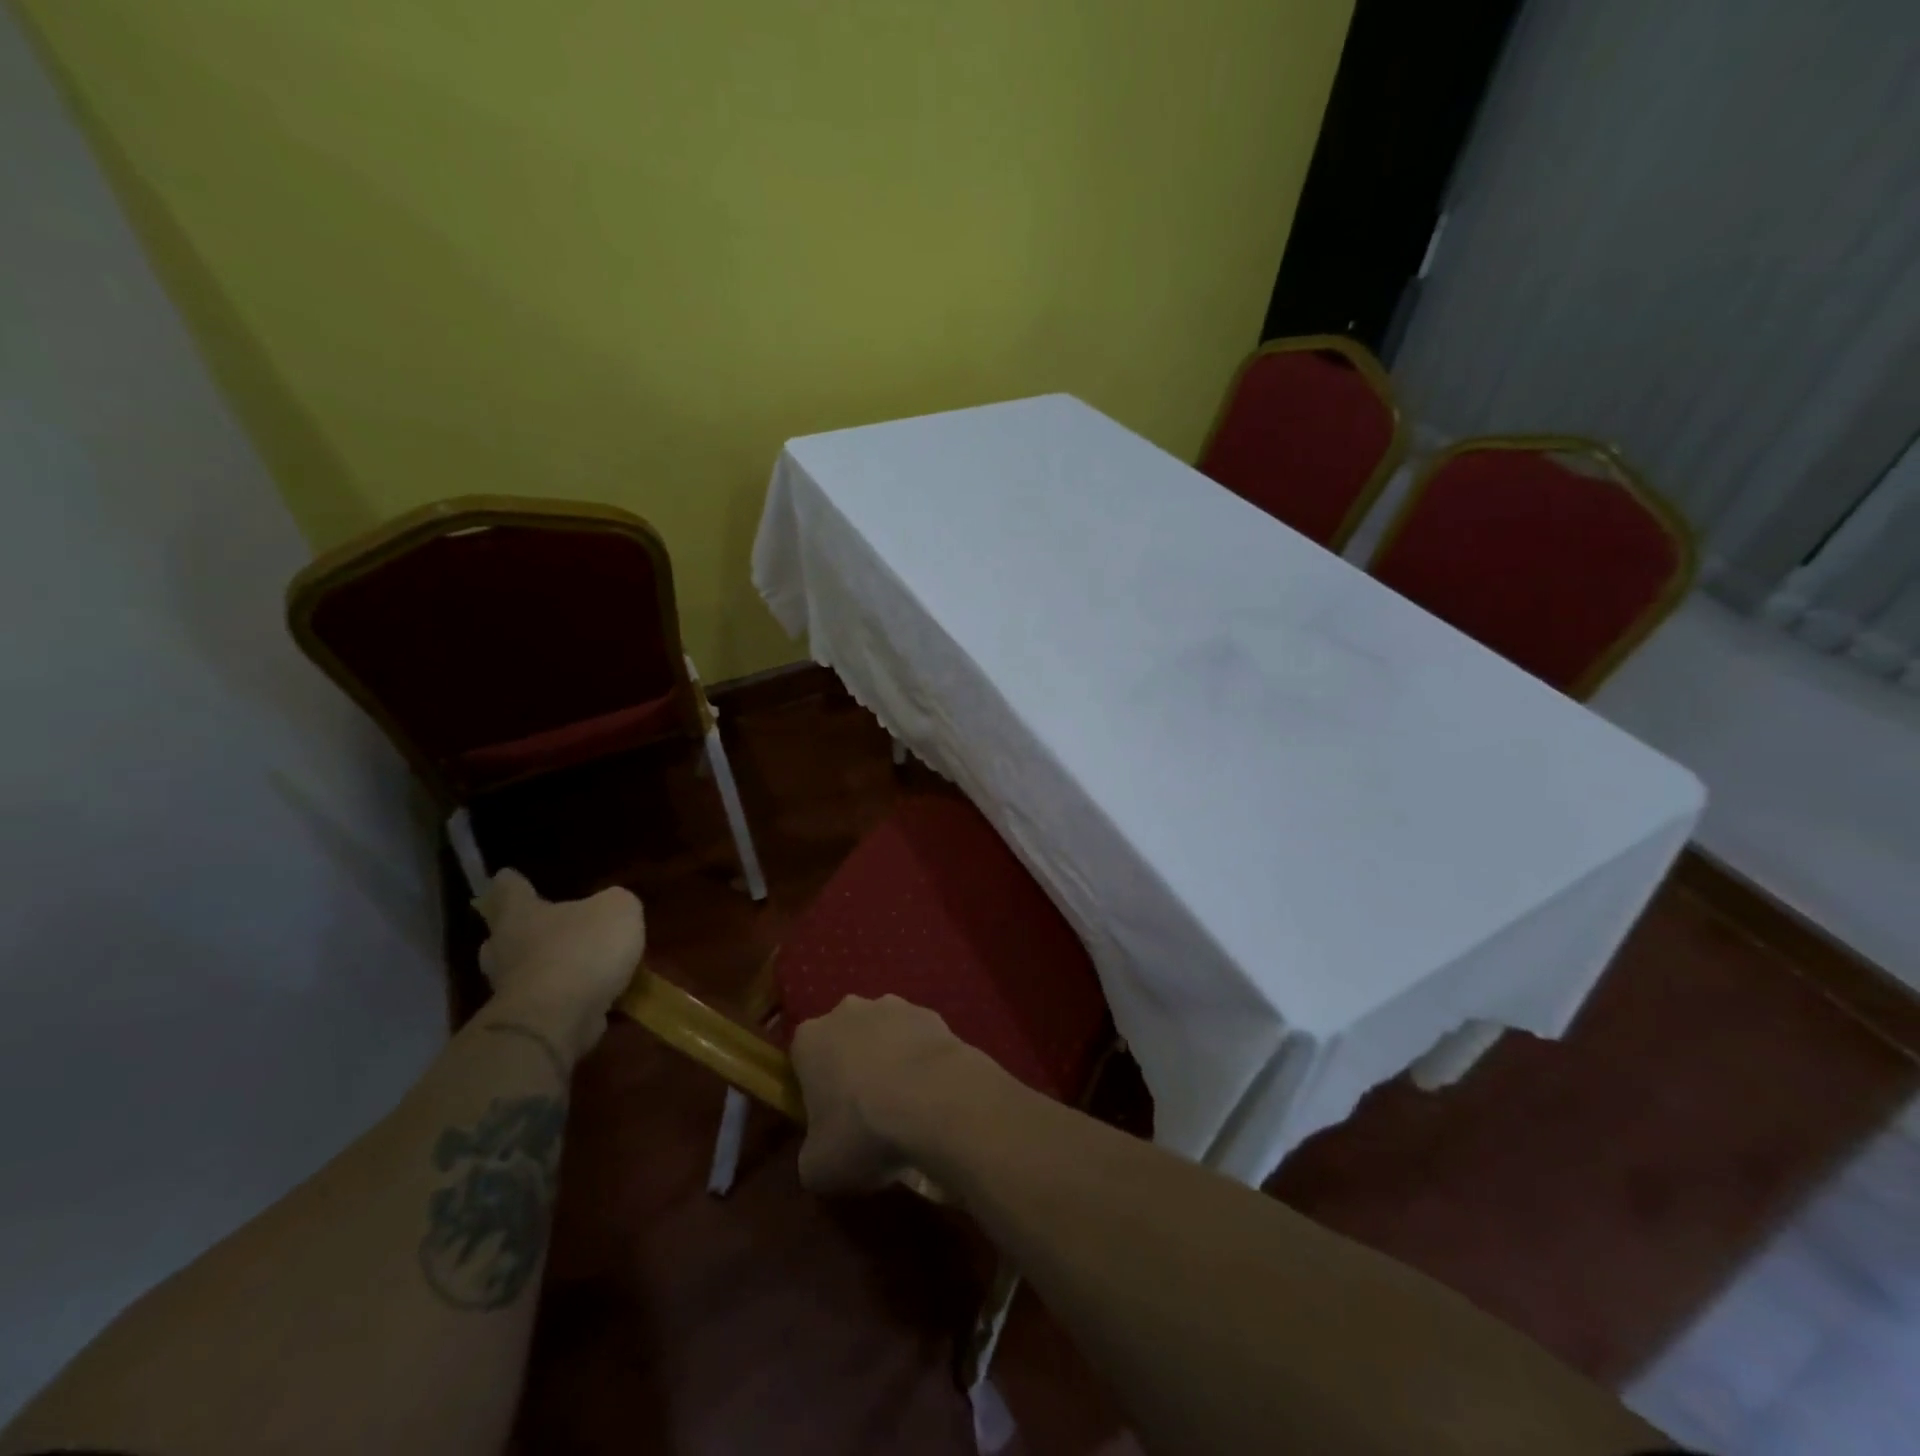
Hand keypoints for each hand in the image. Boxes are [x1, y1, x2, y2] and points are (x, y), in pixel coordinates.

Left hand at [474, 869, 645, 1060]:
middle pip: (502, 934)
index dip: (511, 881)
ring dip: (540, 967)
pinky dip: (560, 996)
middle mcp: (505, 949)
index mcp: (520, 914)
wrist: (557, 1021)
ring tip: (571, 964)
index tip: (507, 875)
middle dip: (518, 929)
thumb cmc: (582, 950)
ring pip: (519, 970)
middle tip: (539, 924)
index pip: (509, 889)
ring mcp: (509, 989)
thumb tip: (610, 907)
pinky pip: (543, 1001)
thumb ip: (615, 903)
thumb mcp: (618, 910)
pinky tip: (585, 995)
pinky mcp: (523, 1022)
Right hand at [789, 994, 986, 1193]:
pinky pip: (918, 1038)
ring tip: (906, 1105)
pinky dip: (921, 1060)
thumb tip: (822, 1153)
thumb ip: (811, 1154)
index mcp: (809, 1039)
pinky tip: (932, 1093)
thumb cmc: (862, 1130)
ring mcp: (892, 1005)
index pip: (802, 1060)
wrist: (932, 1100)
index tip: (828, 1120)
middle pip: (844, 1040)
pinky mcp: (929, 1013)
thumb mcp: (817, 1167)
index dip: (814, 1090)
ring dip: (889, 1059)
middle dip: (852, 1068)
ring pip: (883, 1034)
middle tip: (867, 1113)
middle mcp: (847, 1011)